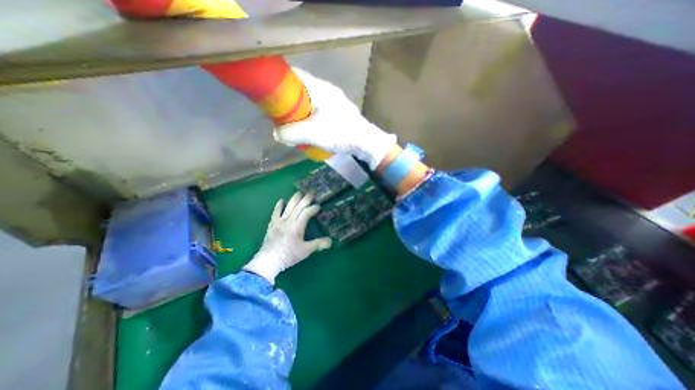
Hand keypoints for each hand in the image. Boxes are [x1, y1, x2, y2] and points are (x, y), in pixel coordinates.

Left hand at [243, 194, 331, 284]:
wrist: (269, 260)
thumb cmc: (289, 255)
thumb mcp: (306, 251)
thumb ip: (318, 244)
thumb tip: (330, 241)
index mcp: (297, 226)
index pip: (306, 213)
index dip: (313, 208)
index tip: (318, 206)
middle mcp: (289, 221)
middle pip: (298, 207)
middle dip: (305, 200)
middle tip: (310, 194)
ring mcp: (279, 221)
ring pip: (288, 207)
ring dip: (294, 199)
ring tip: (298, 193)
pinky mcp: (272, 224)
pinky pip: (275, 212)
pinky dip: (278, 206)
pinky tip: (281, 201)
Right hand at [274, 67, 399, 169]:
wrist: (366, 142)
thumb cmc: (340, 133)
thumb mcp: (313, 134)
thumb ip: (291, 133)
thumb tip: (276, 134)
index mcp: (320, 88)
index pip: (295, 75)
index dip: (280, 82)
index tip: (270, 96)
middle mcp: (327, 91)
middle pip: (301, 90)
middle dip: (289, 102)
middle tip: (281, 116)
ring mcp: (335, 101)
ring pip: (311, 102)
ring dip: (301, 112)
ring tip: (295, 126)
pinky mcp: (340, 112)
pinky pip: (319, 111)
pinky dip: (311, 118)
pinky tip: (310, 130)